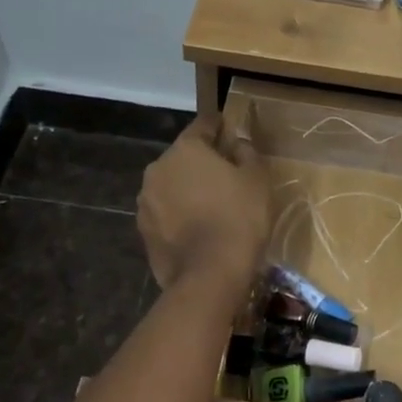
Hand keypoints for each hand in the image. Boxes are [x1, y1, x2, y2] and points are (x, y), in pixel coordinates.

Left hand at [137, 115, 268, 290]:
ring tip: (211, 205)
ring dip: (188, 189)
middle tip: (226, 174)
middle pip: (184, 157)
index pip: (203, 125)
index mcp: (185, 149)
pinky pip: (166, 212)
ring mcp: (146, 201)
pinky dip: (179, 214)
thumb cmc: (239, 218)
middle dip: (202, 162)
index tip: (231, 130)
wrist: (209, 276)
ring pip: (171, 185)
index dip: (219, 126)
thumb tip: (237, 144)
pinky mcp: (143, 230)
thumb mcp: (257, 179)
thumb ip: (247, 153)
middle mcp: (158, 169)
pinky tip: (198, 228)